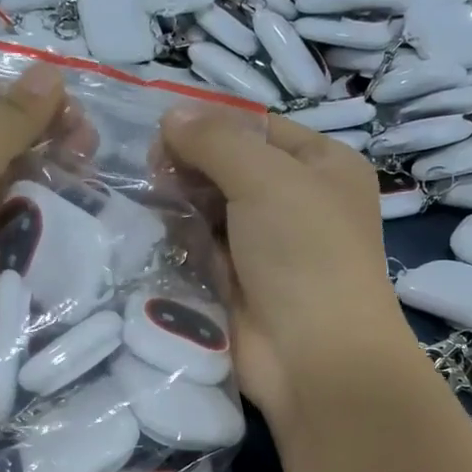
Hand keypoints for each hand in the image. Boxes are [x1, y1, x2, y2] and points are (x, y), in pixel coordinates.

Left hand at [0, 66, 65, 369]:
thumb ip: (9, 116)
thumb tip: (52, 71)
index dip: (12, 103)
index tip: (66, 106)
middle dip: (37, 145)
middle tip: (88, 144)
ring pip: (5, 198)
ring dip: (45, 188)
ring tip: (88, 178)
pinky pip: (12, 239)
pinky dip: (40, 228)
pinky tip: (75, 217)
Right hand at [158, 108, 414, 424]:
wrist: (313, 356)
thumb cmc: (304, 252)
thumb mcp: (266, 177)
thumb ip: (215, 140)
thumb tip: (171, 116)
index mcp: (322, 167)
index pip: (258, 128)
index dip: (211, 124)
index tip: (163, 130)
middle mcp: (296, 203)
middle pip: (230, 168)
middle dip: (191, 166)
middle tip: (153, 170)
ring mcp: (265, 248)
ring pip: (210, 210)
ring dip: (180, 204)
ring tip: (149, 201)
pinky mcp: (236, 285)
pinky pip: (200, 250)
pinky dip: (179, 241)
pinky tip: (154, 234)